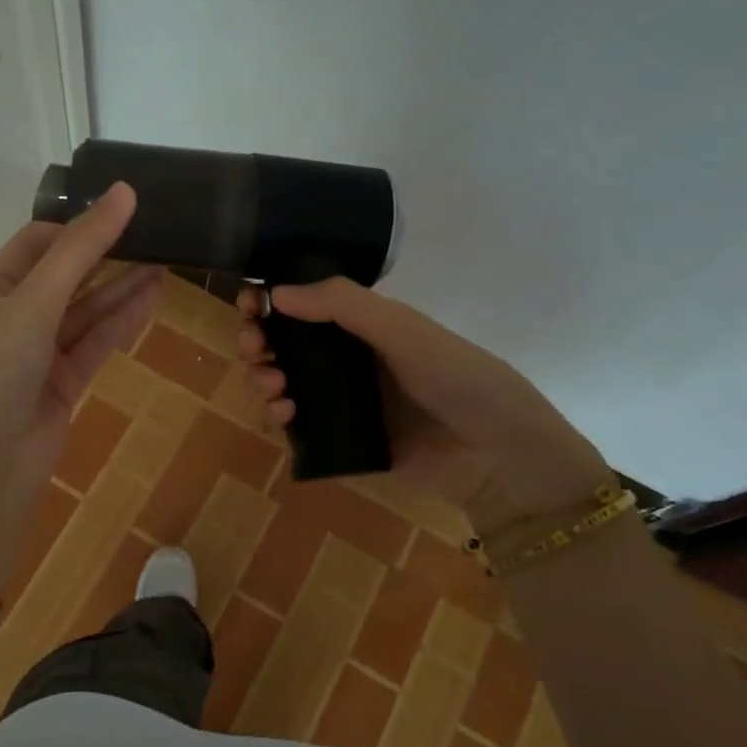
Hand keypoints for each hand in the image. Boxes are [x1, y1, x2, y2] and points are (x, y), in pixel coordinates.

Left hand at [0, 183, 159, 592]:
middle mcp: (15, 317)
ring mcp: (41, 352)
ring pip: (87, 311)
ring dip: (122, 287)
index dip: (76, 224)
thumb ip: (81, 248)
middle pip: (66, 275)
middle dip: (105, 254)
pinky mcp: (65, 382)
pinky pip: (97, 342)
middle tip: (153, 232)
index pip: (36, 243)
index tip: (121, 210)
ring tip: (165, 260)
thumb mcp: (37, 300)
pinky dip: (123, 321)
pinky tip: (153, 297)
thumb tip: (124, 192)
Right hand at [237, 278, 608, 534]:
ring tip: (273, 385)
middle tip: (252, 344)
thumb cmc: (457, 378)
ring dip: (263, 377)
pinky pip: (295, 427)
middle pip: (284, 345)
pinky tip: (284, 414)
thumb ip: (343, 304)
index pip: (305, 306)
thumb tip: (276, 291)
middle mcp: (347, 361)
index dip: (272, 301)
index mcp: (364, 327)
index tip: (250, 303)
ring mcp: (341, 403)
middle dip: (259, 340)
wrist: (496, 455)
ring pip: (282, 384)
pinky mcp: (339, 443)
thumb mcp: (404, 330)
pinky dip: (278, 417)